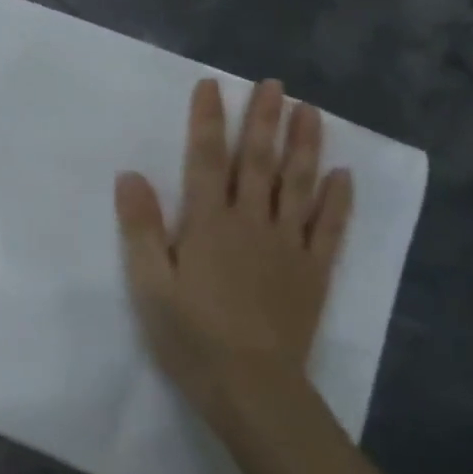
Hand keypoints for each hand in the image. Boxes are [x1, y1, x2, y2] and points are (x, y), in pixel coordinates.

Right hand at [116, 78, 352, 415]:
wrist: (253, 389)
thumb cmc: (191, 335)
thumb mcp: (149, 283)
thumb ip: (140, 227)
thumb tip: (130, 175)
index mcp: (208, 223)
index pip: (206, 158)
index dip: (208, 119)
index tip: (212, 85)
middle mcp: (251, 223)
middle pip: (258, 161)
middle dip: (263, 119)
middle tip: (273, 84)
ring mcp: (288, 246)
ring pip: (298, 184)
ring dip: (303, 145)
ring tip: (309, 110)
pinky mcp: (314, 272)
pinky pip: (329, 228)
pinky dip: (337, 199)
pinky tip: (342, 174)